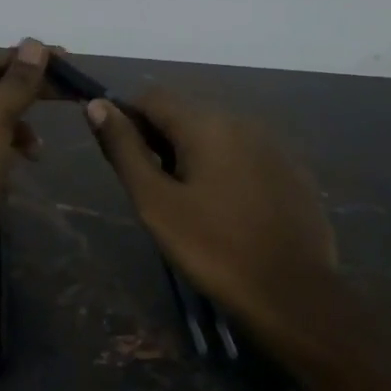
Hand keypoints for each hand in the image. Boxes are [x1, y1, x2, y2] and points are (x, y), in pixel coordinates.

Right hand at [85, 90, 336, 343]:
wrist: (293, 294)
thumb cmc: (214, 248)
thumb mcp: (156, 202)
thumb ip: (125, 150)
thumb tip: (96, 105)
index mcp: (207, 123)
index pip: (153, 97)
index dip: (129, 120)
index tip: (125, 160)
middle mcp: (243, 121)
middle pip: (186, 114)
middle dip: (162, 140)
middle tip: (156, 192)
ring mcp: (274, 145)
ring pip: (217, 135)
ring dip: (194, 155)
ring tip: (191, 204)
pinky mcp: (294, 171)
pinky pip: (246, 156)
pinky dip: (226, 169)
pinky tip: (228, 210)